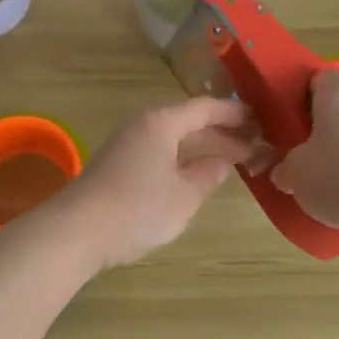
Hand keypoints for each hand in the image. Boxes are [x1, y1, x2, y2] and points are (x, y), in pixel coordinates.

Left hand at [52, 98, 262, 268]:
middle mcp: (144, 125)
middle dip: (223, 131)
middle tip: (256, 143)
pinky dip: (183, 158)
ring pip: (174, 138)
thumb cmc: (137, 209)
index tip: (262, 120)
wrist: (77, 231)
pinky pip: (160, 151)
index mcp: (162, 122)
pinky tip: (195, 174)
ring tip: (234, 159)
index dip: (236, 113)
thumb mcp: (185, 195)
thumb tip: (223, 160)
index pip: (206, 107)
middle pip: (190, 120)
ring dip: (203, 146)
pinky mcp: (118, 165)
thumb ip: (209, 174)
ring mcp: (127, 145)